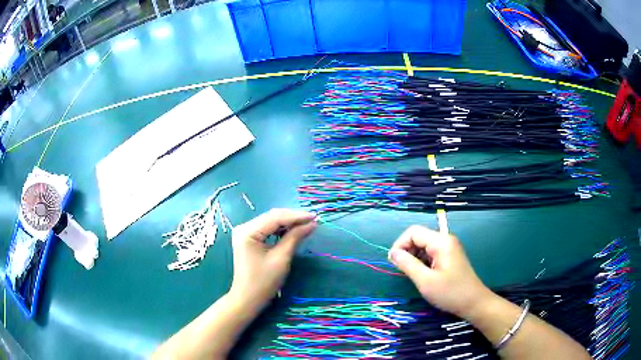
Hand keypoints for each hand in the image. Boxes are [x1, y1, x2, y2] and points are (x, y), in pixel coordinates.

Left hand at [229, 209, 316, 310]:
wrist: (248, 299)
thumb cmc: (264, 281)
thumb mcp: (281, 258)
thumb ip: (295, 237)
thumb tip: (312, 224)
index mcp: (248, 231)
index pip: (275, 217)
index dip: (297, 216)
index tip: (316, 217)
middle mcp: (244, 227)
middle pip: (272, 216)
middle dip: (293, 218)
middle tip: (313, 220)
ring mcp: (245, 233)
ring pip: (270, 221)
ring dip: (288, 223)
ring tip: (306, 224)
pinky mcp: (248, 239)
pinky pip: (267, 229)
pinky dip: (280, 229)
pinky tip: (293, 230)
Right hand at [388, 225, 493, 318]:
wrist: (474, 303)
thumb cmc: (450, 292)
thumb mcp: (425, 281)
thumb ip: (408, 264)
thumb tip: (392, 253)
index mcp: (440, 242)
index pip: (413, 232)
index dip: (400, 244)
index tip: (394, 263)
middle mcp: (445, 240)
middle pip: (418, 237)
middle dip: (407, 251)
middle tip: (402, 271)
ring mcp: (449, 248)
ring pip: (424, 245)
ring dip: (414, 257)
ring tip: (413, 275)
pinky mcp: (450, 256)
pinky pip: (431, 253)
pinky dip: (422, 261)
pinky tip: (423, 275)